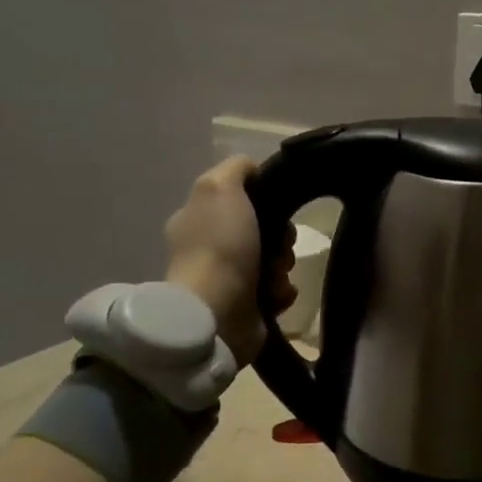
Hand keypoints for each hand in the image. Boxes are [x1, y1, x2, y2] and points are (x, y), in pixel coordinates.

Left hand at [164, 156, 295, 366]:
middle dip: (280, 237)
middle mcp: (210, 249)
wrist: (217, 312)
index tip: (277, 208)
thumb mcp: (221, 188)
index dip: (264, 200)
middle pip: (262, 231)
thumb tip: (252, 170)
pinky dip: (282, 292)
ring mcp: (228, 281)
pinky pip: (277, 292)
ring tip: (276, 276)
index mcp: (198, 219)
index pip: (239, 200)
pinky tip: (276, 295)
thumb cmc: (220, 246)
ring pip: (274, 261)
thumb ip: (236, 169)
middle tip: (281, 245)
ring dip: (283, 266)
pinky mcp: (247, 309)